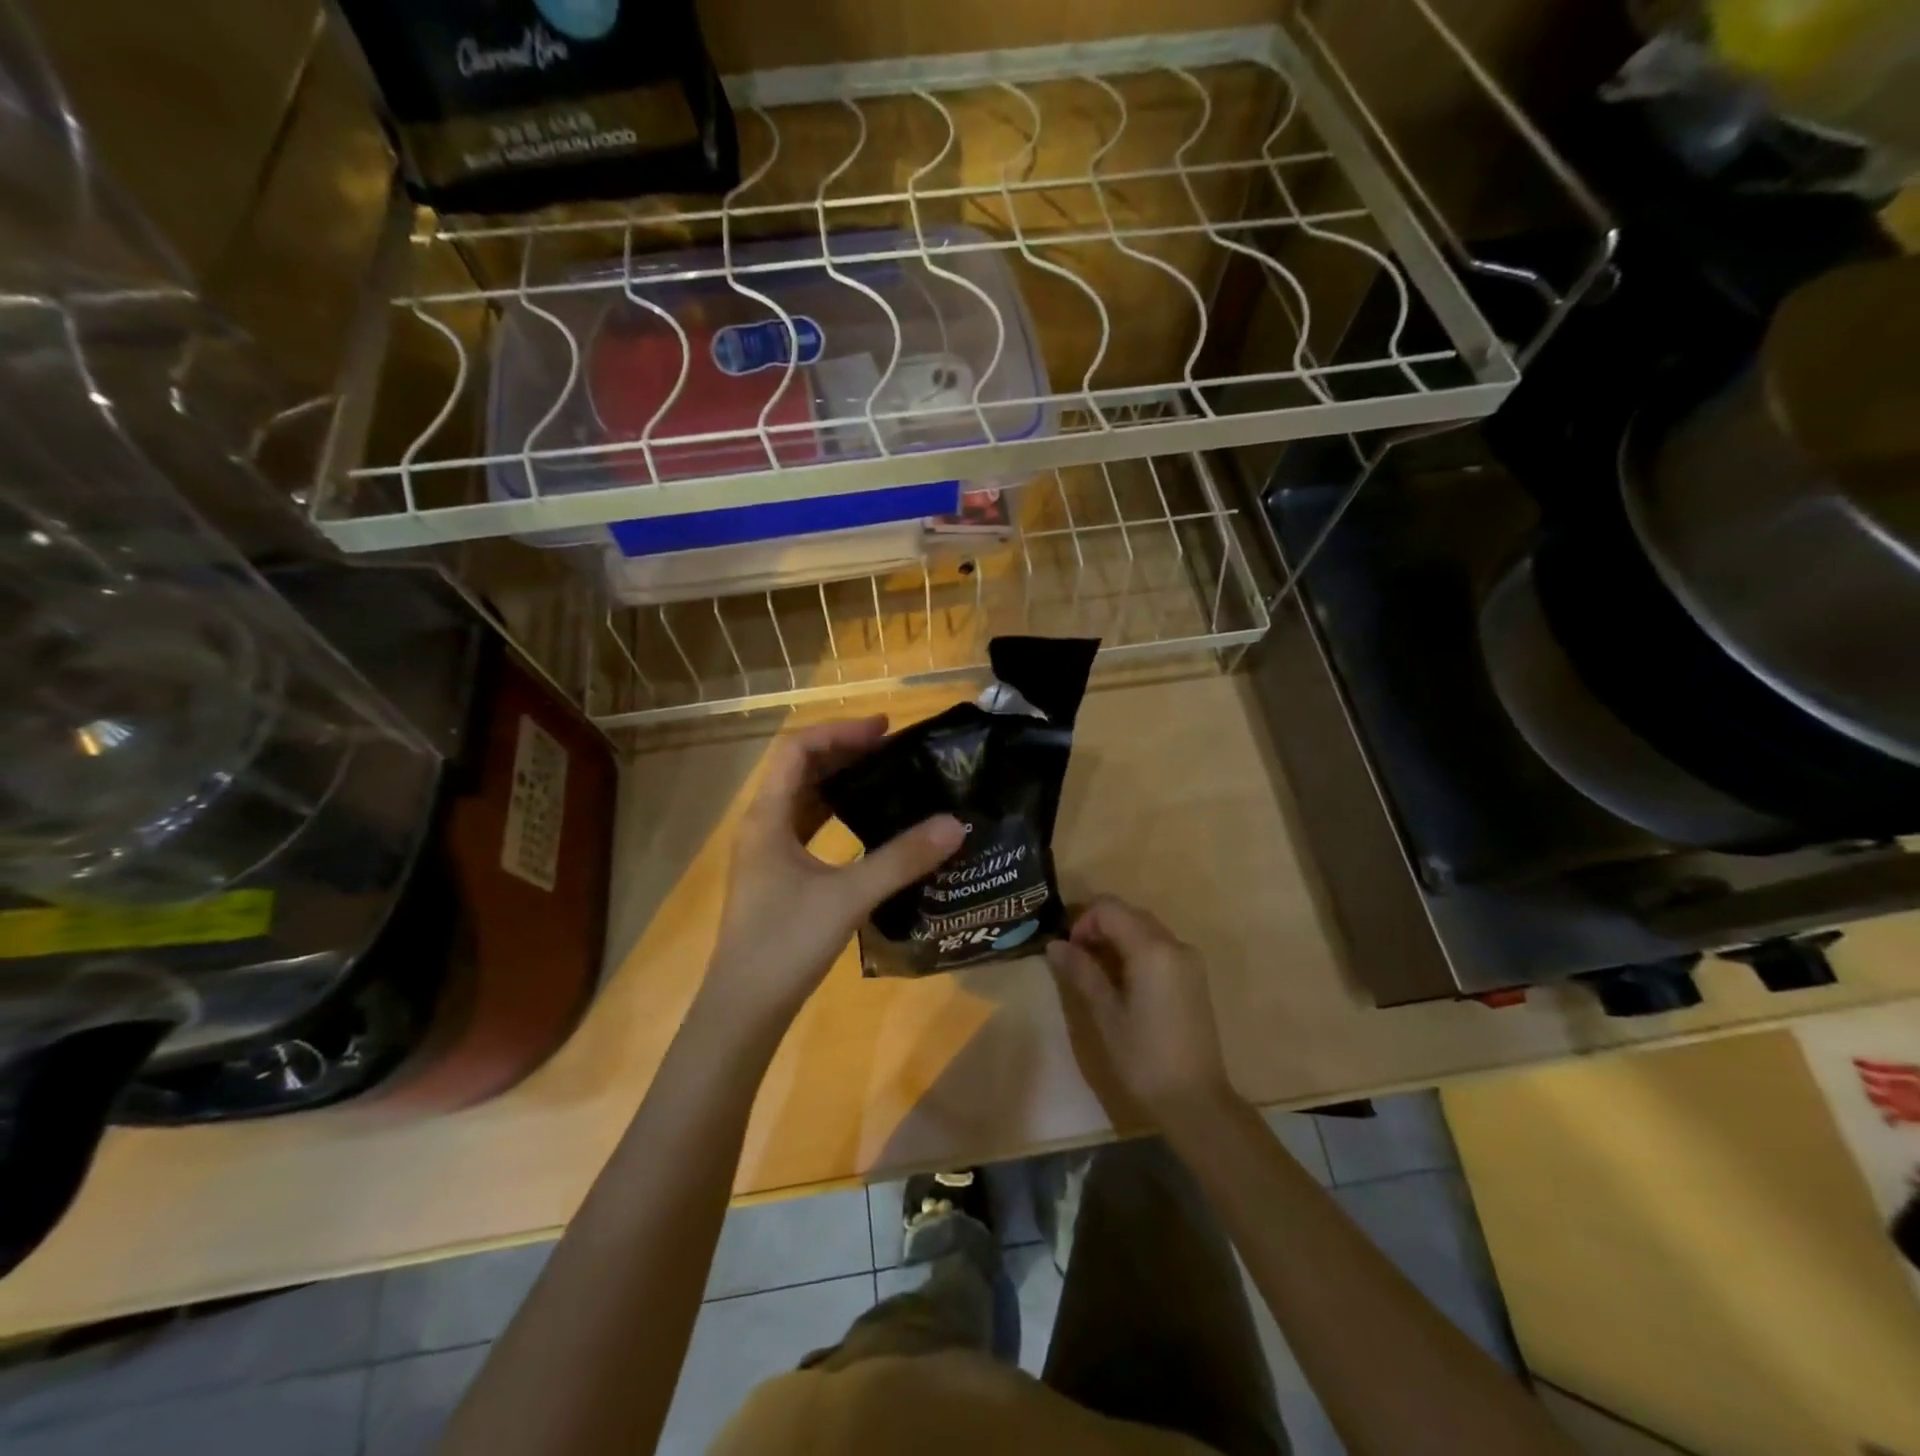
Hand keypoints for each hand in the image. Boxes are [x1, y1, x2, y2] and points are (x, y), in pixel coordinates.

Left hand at [704, 716, 964, 1028]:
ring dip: (840, 783)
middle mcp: (762, 826)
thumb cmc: (786, 944)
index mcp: (767, 818)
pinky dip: (836, 815)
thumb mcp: (848, 897)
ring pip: (803, 800)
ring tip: (886, 777)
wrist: (743, 1009)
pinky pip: (807, 828)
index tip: (884, 730)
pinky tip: (867, 825)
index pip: (797, 750)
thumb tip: (954, 825)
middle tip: (893, 749)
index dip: (839, 732)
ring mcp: (767, 853)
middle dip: (844, 753)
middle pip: (800, 770)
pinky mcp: (778, 877)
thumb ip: (901, 859)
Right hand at [1046, 896, 1235, 1124]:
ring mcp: (1189, 960)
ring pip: (1145, 929)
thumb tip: (1055, 945)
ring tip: (1095, 971)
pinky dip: (1136, 950)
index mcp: (1153, 949)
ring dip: (1117, 938)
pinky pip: (1159, 947)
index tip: (1069, 950)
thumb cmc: (1144, 1058)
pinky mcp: (1194, 977)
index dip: (1083, 921)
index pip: (1110, 909)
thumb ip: (1082, 972)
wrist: (1196, 1101)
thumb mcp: (1106, 1014)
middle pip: (1129, 914)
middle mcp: (1175, 944)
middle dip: (1099, 927)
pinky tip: (1122, 981)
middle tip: (1076, 959)